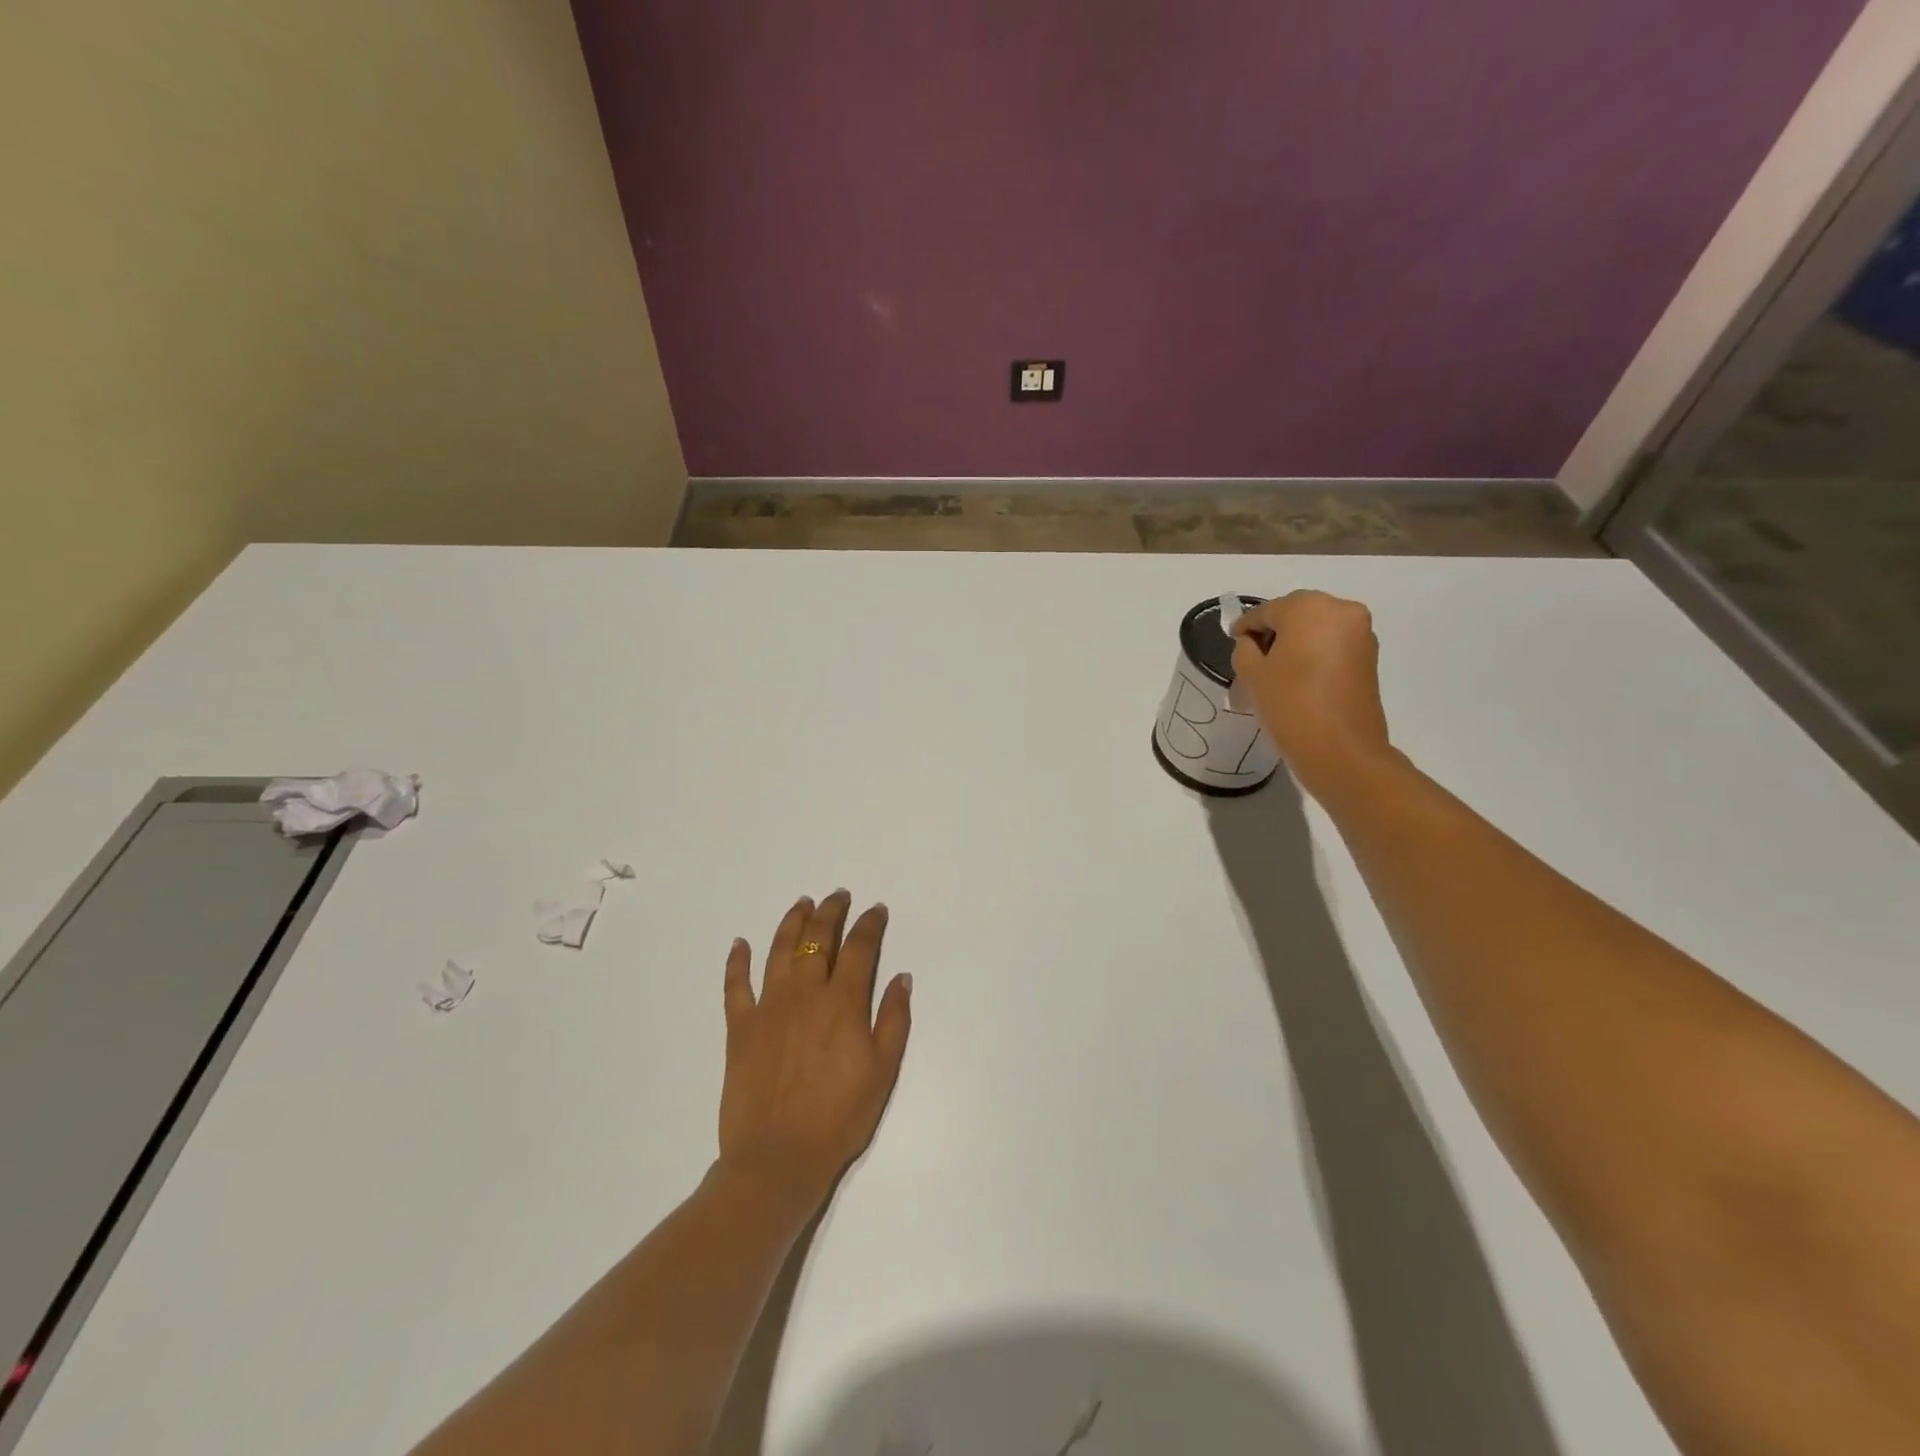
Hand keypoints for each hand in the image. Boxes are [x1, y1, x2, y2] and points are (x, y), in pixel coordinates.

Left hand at [719, 892, 912, 1214]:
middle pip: (818, 939)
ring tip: (802, 903)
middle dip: (831, 912)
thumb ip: (894, 1019)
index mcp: (842, 1002)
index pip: (860, 948)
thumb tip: (902, 977)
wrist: (777, 1159)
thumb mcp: (883, 1071)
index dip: (870, 924)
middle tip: (838, 896)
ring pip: (780, 950)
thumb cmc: (839, 1117)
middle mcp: (805, 993)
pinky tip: (740, 943)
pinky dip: (736, 961)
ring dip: (792, 922)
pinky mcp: (740, 1027)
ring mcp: (769, 1007)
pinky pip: (735, 985)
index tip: (876, 911)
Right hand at [1230, 590, 1393, 798]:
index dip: (1245, 627)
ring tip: (1275, 672)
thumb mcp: (1252, 675)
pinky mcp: (1370, 657)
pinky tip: (1299, 679)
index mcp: (1309, 607)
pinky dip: (1314, 654)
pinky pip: (1333, 645)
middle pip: (1295, 615)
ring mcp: (1361, 633)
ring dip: (1295, 644)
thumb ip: (1245, 649)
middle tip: (1253, 659)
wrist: (1342, 750)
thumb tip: (1252, 642)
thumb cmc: (1290, 704)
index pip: (1266, 611)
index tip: (1233, 641)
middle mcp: (1341, 610)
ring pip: (1316, 630)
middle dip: (1273, 633)